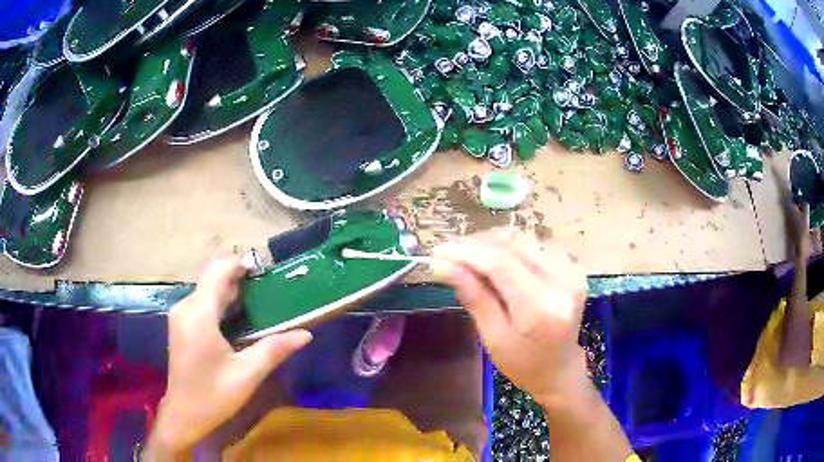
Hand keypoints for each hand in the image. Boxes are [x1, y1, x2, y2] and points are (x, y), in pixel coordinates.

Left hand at [147, 258, 312, 456]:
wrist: (183, 415)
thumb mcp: (246, 375)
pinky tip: (239, 318)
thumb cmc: (213, 396)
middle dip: (240, 278)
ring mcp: (181, 315)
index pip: (219, 271)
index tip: (267, 269)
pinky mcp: (181, 325)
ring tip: (260, 302)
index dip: (241, 264)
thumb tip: (305, 334)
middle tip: (270, 289)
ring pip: (207, 289)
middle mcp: (186, 307)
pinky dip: (222, 302)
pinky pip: (203, 302)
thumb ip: (273, 349)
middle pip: (213, 278)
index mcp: (199, 314)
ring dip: (232, 290)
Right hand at [433, 233, 588, 406]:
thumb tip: (443, 265)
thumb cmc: (523, 363)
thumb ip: (474, 297)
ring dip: (493, 245)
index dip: (467, 252)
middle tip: (450, 254)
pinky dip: (511, 250)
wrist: (560, 369)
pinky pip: (537, 248)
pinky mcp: (573, 269)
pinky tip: (495, 261)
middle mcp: (562, 283)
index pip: (501, 264)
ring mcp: (572, 273)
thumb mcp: (493, 337)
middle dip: (478, 245)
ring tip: (469, 257)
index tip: (439, 251)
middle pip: (514, 246)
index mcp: (541, 308)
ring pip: (524, 242)